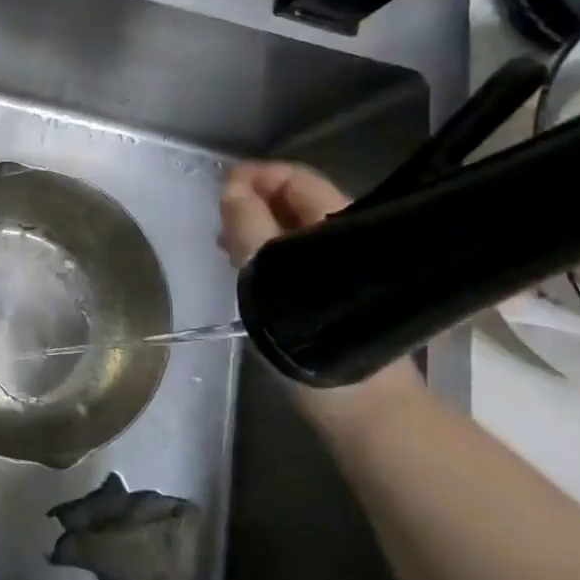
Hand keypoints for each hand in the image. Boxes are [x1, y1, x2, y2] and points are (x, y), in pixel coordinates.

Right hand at [219, 161, 424, 419]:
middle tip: (219, 223)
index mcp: (336, 223)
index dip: (257, 176)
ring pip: (293, 229)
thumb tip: (233, 190)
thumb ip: (248, 227)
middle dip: (253, 201)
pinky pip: (296, 255)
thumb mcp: (268, 274)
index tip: (221, 191)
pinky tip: (247, 271)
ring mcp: (342, 265)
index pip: (295, 178)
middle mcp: (343, 236)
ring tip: (225, 247)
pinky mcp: (335, 291)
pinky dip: (268, 252)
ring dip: (257, 228)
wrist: (361, 404)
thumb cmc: (312, 334)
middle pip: (294, 200)